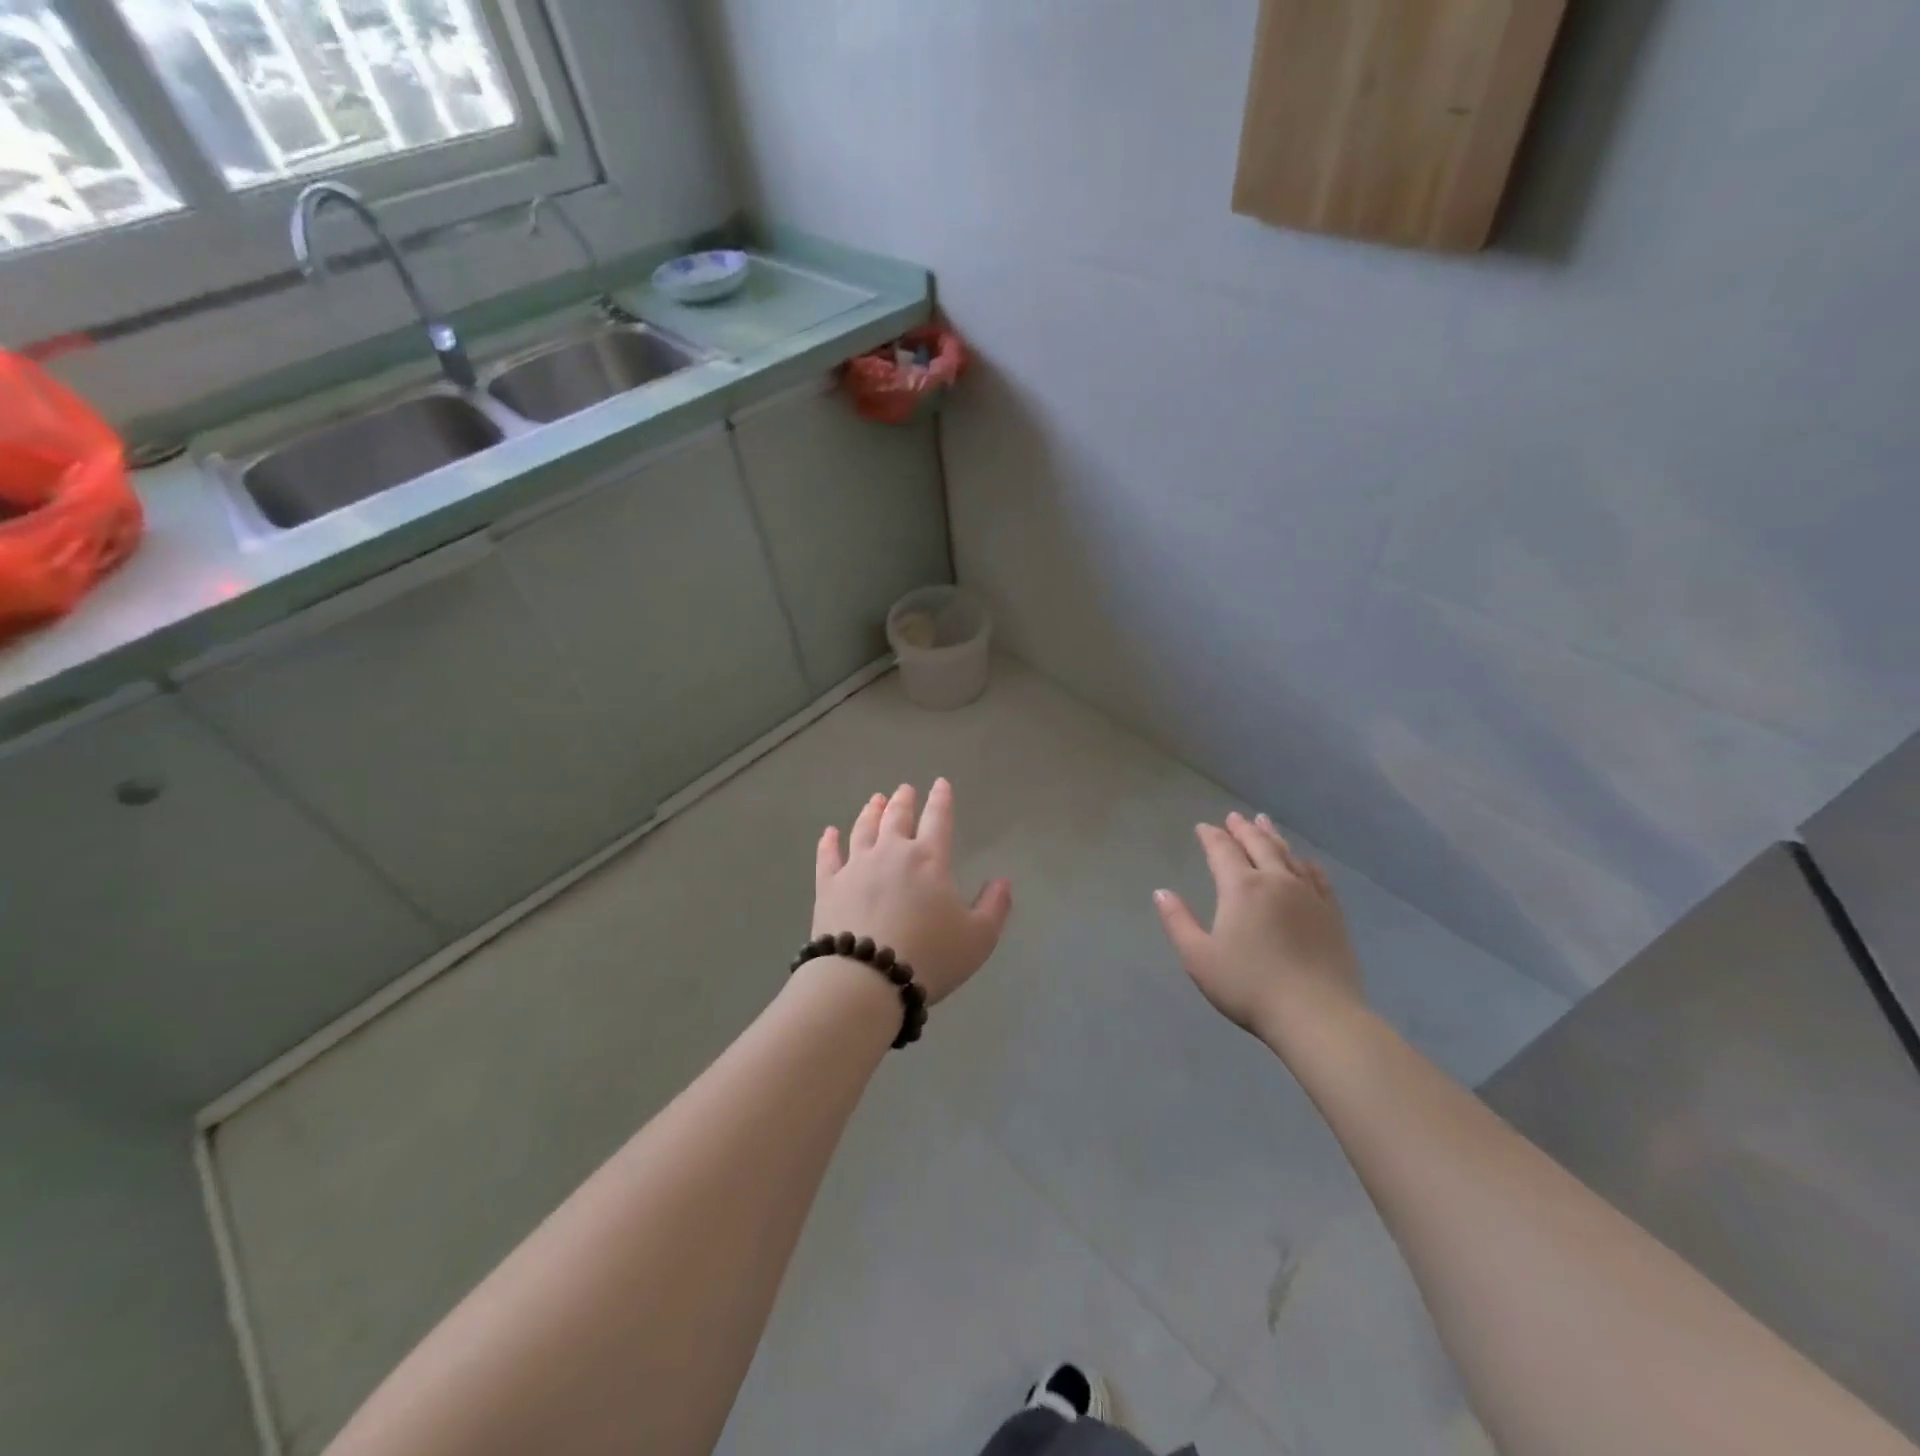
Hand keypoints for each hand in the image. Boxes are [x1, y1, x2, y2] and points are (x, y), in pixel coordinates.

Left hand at [813, 779, 1012, 1004]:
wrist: (866, 980)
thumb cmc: (930, 957)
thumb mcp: (978, 938)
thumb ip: (994, 906)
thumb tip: (1002, 881)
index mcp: (929, 859)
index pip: (938, 819)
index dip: (941, 800)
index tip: (941, 784)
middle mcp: (891, 852)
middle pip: (896, 817)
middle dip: (903, 801)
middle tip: (904, 790)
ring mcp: (856, 867)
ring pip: (863, 829)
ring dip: (870, 812)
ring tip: (875, 801)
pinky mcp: (828, 886)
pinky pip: (828, 856)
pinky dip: (829, 842)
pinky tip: (829, 833)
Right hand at [1154, 812, 1364, 1039]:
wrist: (1317, 1015)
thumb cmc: (1249, 986)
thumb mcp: (1199, 958)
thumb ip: (1178, 922)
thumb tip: (1161, 892)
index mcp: (1241, 888)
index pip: (1223, 851)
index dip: (1211, 836)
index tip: (1203, 827)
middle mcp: (1276, 881)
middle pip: (1258, 844)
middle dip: (1243, 829)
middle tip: (1234, 817)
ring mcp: (1308, 895)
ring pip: (1288, 855)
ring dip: (1273, 837)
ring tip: (1265, 823)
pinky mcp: (1332, 914)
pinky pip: (1317, 877)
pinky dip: (1306, 863)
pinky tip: (1304, 861)